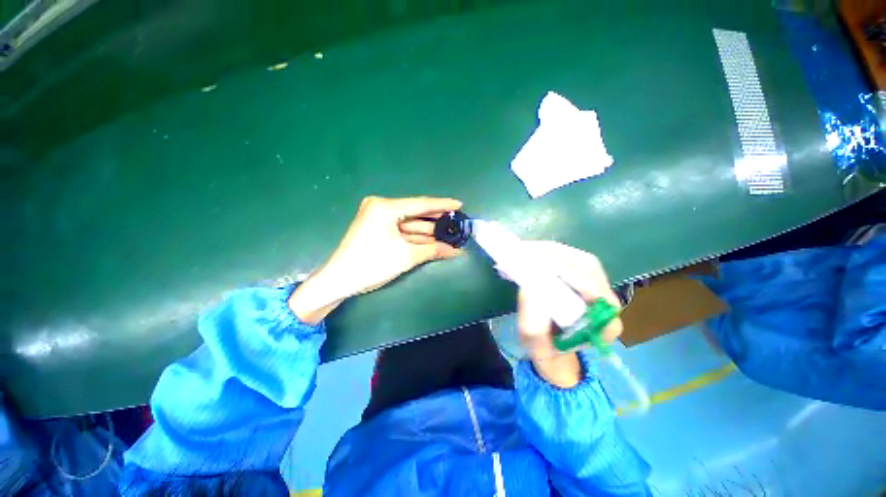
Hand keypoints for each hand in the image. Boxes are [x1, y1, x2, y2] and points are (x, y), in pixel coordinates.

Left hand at [289, 196, 462, 322]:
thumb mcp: (406, 256)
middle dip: (437, 220)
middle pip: (416, 212)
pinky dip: (416, 236)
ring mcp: (378, 217)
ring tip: (450, 233)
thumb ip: (433, 250)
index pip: (421, 204)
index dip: (442, 205)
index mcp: (386, 207)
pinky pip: (402, 229)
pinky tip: (433, 239)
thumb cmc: (372, 265)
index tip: (460, 205)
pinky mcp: (377, 227)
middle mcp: (381, 207)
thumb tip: (457, 251)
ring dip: (428, 230)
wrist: (340, 280)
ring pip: (410, 222)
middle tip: (457, 222)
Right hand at [517, 241, 622, 387]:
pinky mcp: (587, 281)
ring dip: (552, 251)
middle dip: (554, 255)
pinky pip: (573, 260)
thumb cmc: (547, 352)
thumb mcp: (535, 345)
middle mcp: (608, 302)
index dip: (564, 271)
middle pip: (587, 266)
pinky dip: (552, 253)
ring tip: (526, 249)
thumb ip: (533, 324)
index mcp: (604, 324)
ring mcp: (599, 289)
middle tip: (524, 250)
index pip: (591, 288)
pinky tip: (533, 252)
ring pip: (580, 259)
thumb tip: (529, 287)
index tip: (535, 262)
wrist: (556, 353)